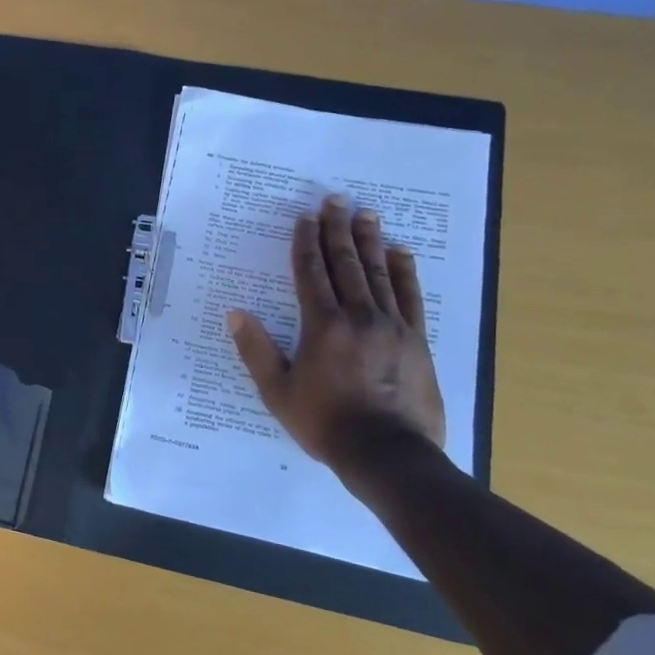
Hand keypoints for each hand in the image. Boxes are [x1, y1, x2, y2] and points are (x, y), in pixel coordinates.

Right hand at [226, 195, 446, 467]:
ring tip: (366, 214)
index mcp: (322, 326)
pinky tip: (401, 253)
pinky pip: (410, 297)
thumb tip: (236, 314)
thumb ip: (257, 350)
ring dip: (370, 241)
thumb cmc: (325, 423)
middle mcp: (358, 316)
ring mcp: (392, 326)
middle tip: (335, 200)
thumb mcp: (277, 392)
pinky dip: (405, 272)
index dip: (306, 242)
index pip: (311, 273)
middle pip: (347, 264)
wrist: (387, 454)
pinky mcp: (417, 340)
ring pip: (379, 273)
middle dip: (338, 230)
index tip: (305, 218)